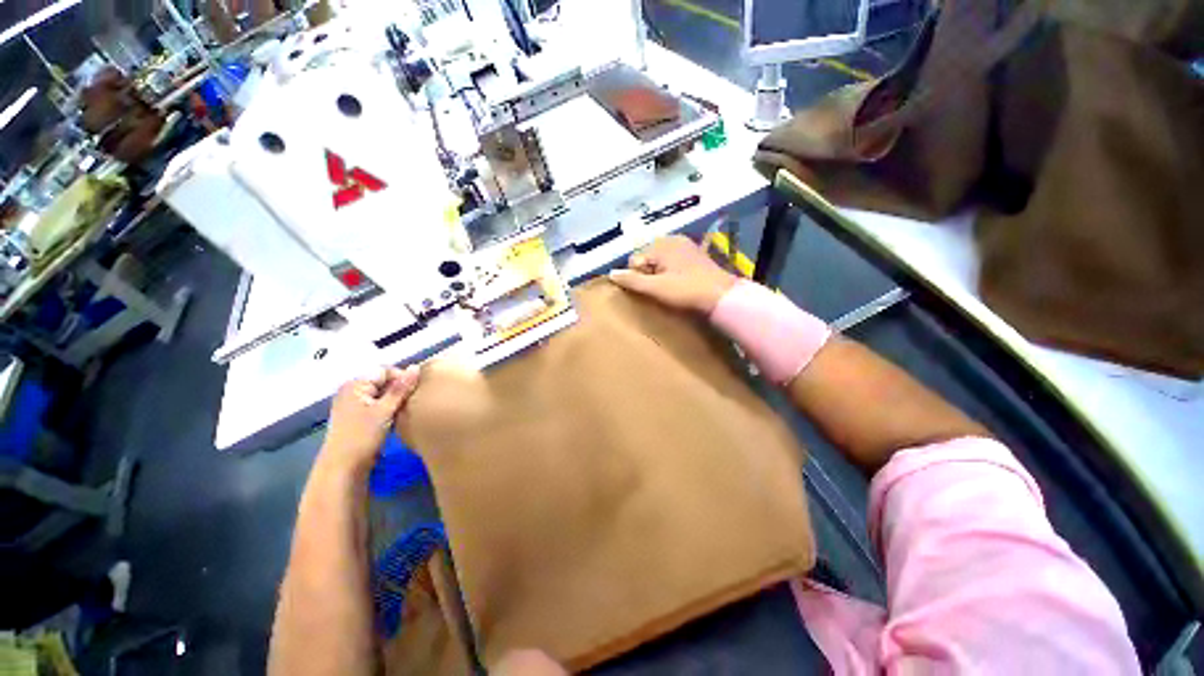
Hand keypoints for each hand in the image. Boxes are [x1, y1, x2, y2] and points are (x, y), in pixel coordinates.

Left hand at [319, 366, 420, 476]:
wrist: (342, 468)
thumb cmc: (362, 437)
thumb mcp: (385, 411)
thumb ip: (401, 388)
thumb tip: (416, 367)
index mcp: (355, 385)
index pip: (385, 370)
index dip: (402, 377)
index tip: (416, 390)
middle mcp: (352, 390)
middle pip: (382, 381)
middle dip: (399, 388)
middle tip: (414, 400)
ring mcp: (353, 404)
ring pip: (381, 394)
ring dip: (395, 399)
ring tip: (407, 409)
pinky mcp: (356, 417)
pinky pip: (377, 405)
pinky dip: (388, 408)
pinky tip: (396, 417)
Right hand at [608, 235, 736, 312]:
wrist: (722, 297)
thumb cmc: (687, 291)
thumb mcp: (656, 288)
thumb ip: (632, 280)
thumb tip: (611, 273)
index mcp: (662, 245)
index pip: (635, 259)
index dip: (637, 276)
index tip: (649, 290)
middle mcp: (673, 240)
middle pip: (647, 258)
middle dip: (647, 274)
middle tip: (658, 290)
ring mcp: (686, 246)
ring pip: (659, 260)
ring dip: (658, 274)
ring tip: (668, 289)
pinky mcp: (695, 255)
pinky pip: (672, 261)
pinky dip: (670, 272)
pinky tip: (678, 284)